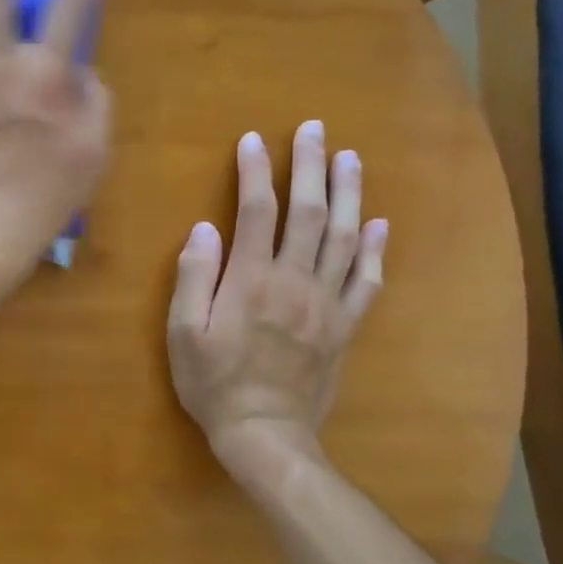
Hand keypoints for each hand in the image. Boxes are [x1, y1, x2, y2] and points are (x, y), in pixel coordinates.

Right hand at [167, 122, 387, 469]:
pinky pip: (366, 282)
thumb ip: (193, 278)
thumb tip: (205, 228)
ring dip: (348, 195)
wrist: (265, 433)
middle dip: (310, 167)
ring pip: (343, 238)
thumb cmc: (214, 383)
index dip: (254, 173)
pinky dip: (374, 250)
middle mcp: (294, 282)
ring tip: (350, 159)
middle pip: (307, 213)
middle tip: (315, 130)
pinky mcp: (344, 326)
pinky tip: (379, 225)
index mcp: (251, 281)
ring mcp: (326, 303)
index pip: (256, 212)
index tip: (252, 140)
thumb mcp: (184, 333)